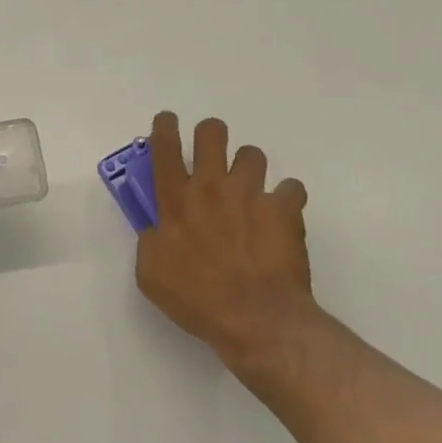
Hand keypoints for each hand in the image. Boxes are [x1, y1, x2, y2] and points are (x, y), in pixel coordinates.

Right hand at [135, 112, 317, 374]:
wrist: (258, 321)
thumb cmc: (198, 301)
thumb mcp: (151, 275)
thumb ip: (150, 242)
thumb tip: (157, 229)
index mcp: (175, 201)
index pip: (165, 148)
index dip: (165, 127)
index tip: (168, 121)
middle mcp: (211, 187)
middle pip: (211, 134)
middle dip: (211, 134)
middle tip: (212, 153)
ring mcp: (251, 195)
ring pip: (252, 154)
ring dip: (248, 168)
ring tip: (250, 189)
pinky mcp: (284, 210)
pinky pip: (291, 188)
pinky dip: (286, 198)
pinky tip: (282, 216)